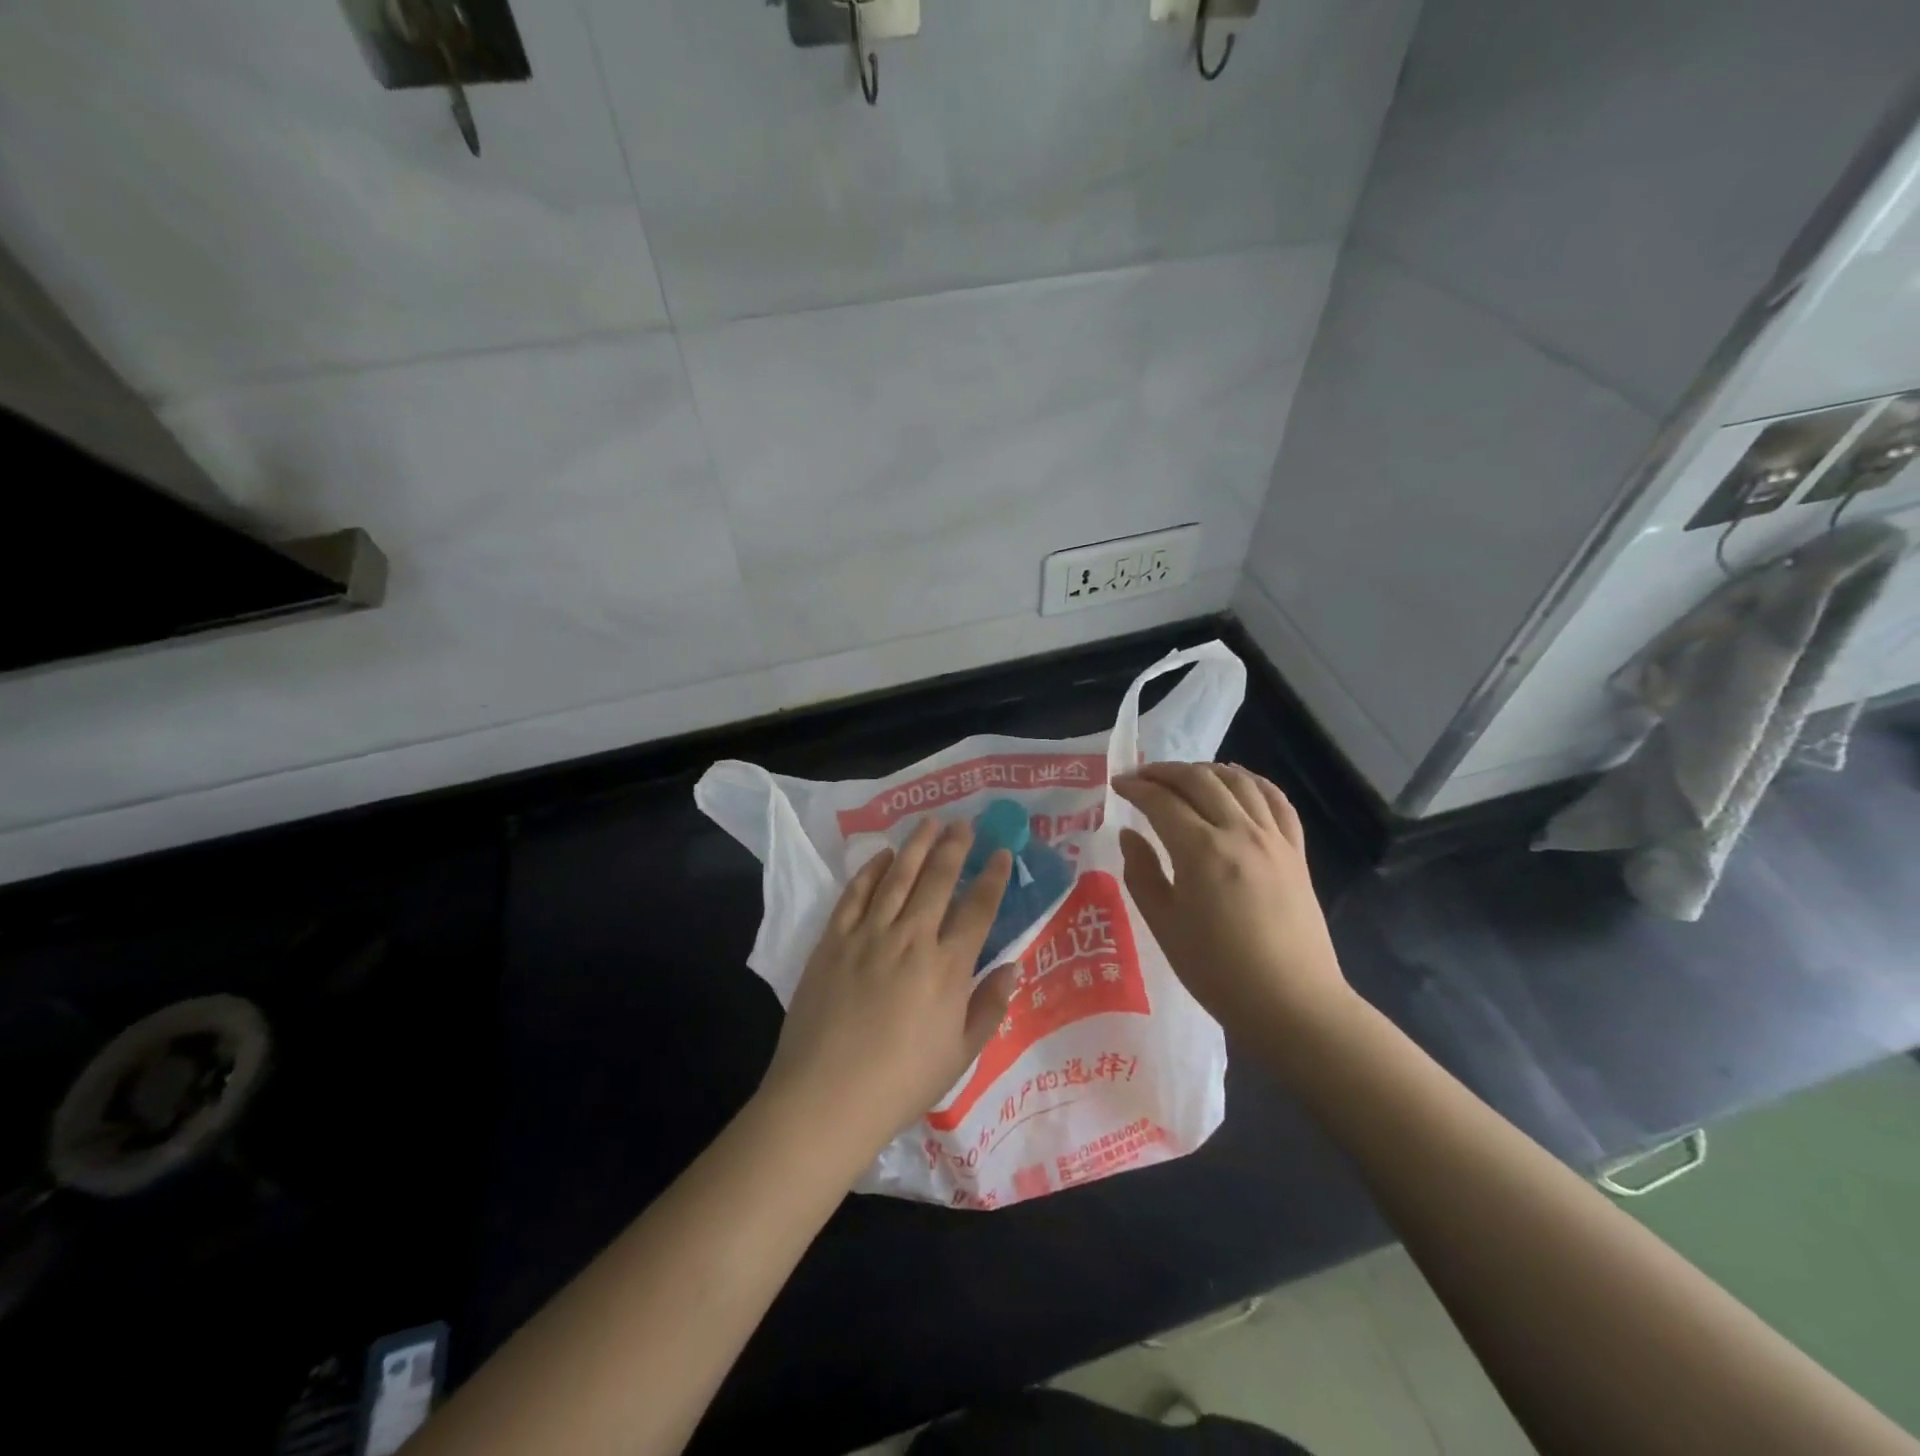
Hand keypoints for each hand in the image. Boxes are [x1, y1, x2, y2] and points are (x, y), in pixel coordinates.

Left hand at [759, 818, 1017, 1172]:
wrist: (826, 1097)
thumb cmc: (901, 1084)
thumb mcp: (960, 1055)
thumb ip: (989, 1007)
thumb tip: (1011, 967)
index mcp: (947, 967)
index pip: (978, 908)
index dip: (992, 877)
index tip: (1000, 852)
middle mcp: (911, 939)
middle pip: (937, 879)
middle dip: (954, 847)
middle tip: (964, 824)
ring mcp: (868, 935)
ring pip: (898, 876)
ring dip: (916, 845)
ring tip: (929, 823)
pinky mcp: (833, 940)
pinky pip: (855, 894)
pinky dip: (871, 870)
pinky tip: (882, 855)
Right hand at [1114, 762, 1352, 1046]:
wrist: (1292, 1004)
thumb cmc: (1218, 971)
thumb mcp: (1164, 926)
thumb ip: (1142, 874)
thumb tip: (1130, 835)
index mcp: (1201, 851)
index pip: (1162, 802)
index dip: (1136, 788)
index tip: (1117, 785)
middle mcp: (1240, 833)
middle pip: (1200, 781)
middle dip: (1166, 771)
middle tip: (1142, 776)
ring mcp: (1274, 839)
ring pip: (1239, 782)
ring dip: (1206, 770)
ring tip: (1184, 776)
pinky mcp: (1296, 852)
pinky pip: (1277, 801)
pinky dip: (1254, 782)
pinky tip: (1239, 781)